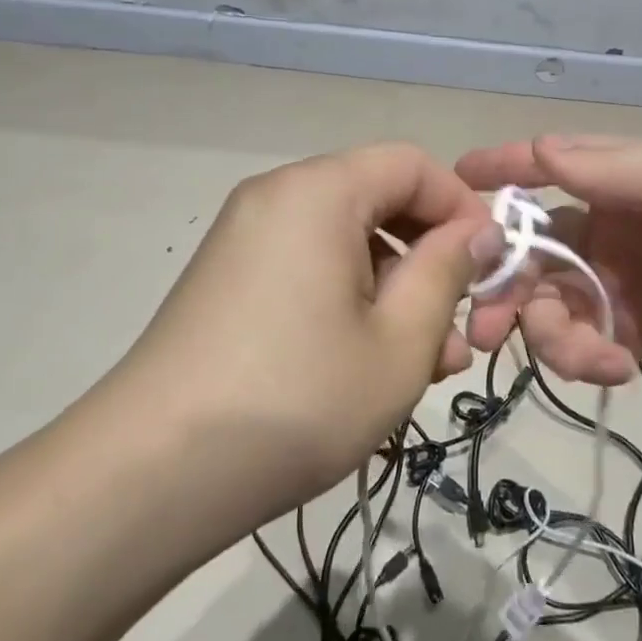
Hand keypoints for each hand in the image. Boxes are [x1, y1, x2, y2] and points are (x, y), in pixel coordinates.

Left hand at [93, 144, 502, 537]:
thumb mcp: (399, 341)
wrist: (151, 475)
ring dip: (396, 290)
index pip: (411, 165)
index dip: (462, 207)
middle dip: (431, 258)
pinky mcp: (228, 281)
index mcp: (318, 191)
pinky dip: (351, 301)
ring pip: (346, 243)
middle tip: (461, 330)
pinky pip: (309, 269)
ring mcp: (245, 240)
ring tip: (426, 364)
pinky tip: (370, 365)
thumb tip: (477, 231)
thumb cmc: (297, 399)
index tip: (490, 268)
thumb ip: (448, 272)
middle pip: (378, 201)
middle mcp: (276, 198)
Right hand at [459, 136, 641, 419]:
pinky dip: (585, 356)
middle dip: (509, 282)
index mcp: (634, 181)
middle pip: (539, 248)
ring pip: (556, 301)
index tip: (453, 184)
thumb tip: (536, 148)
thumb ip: (611, 170)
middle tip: (485, 325)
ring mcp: (629, 286)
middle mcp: (623, 228)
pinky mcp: (639, 337)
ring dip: (553, 331)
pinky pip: (585, 342)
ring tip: (588, 358)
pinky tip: (616, 368)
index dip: (503, 170)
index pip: (554, 166)